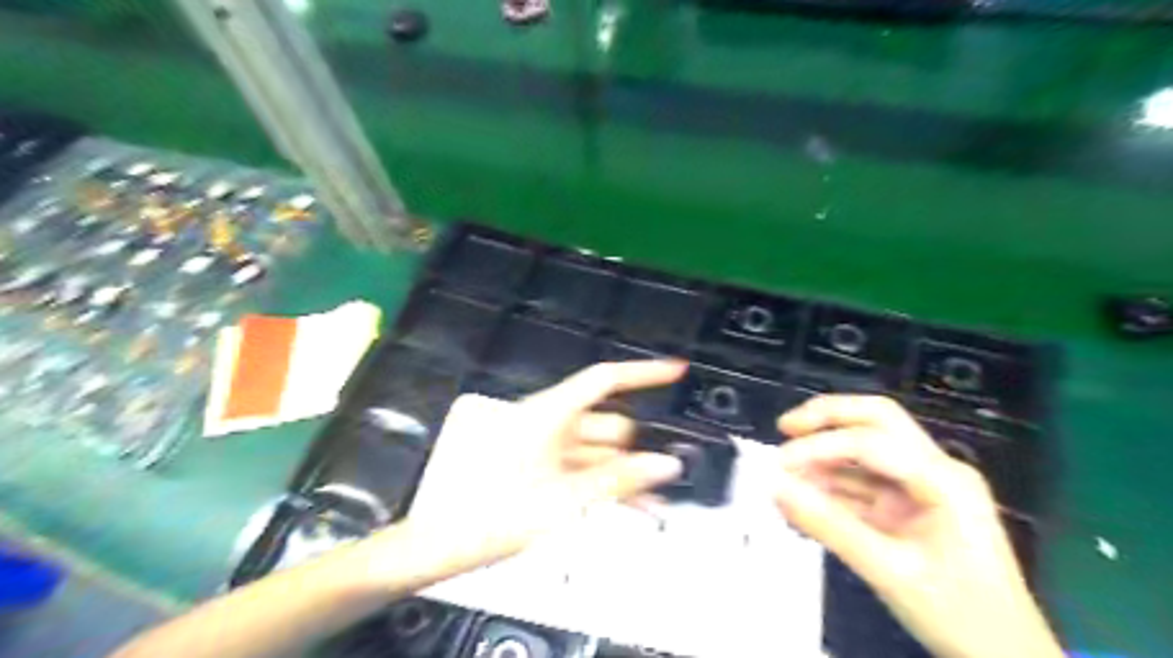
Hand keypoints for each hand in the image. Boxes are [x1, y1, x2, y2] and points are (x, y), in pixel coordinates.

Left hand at [404, 359, 688, 569]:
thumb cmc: (489, 515)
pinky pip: (583, 468)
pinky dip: (605, 485)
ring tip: (654, 506)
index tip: (675, 371)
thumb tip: (665, 464)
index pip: (604, 379)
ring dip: (625, 475)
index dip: (643, 373)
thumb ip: (617, 481)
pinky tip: (630, 508)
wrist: (438, 543)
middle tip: (665, 480)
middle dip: (636, 450)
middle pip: (607, 423)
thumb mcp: (562, 500)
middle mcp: (549, 423)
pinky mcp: (541, 467)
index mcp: (549, 415)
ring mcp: (545, 447)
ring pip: (599, 452)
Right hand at [778, 396, 1060, 657]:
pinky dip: (834, 482)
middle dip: (828, 418)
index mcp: (945, 481)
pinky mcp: (912, 504)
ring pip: (869, 447)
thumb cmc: (960, 616)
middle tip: (784, 427)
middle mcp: (937, 470)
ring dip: (827, 453)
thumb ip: (829, 525)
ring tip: (785, 471)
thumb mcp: (889, 571)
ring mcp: (925, 485)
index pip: (872, 443)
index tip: (778, 465)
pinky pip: (866, 480)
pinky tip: (806, 494)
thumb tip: (775, 488)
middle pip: (878, 420)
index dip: (819, 447)